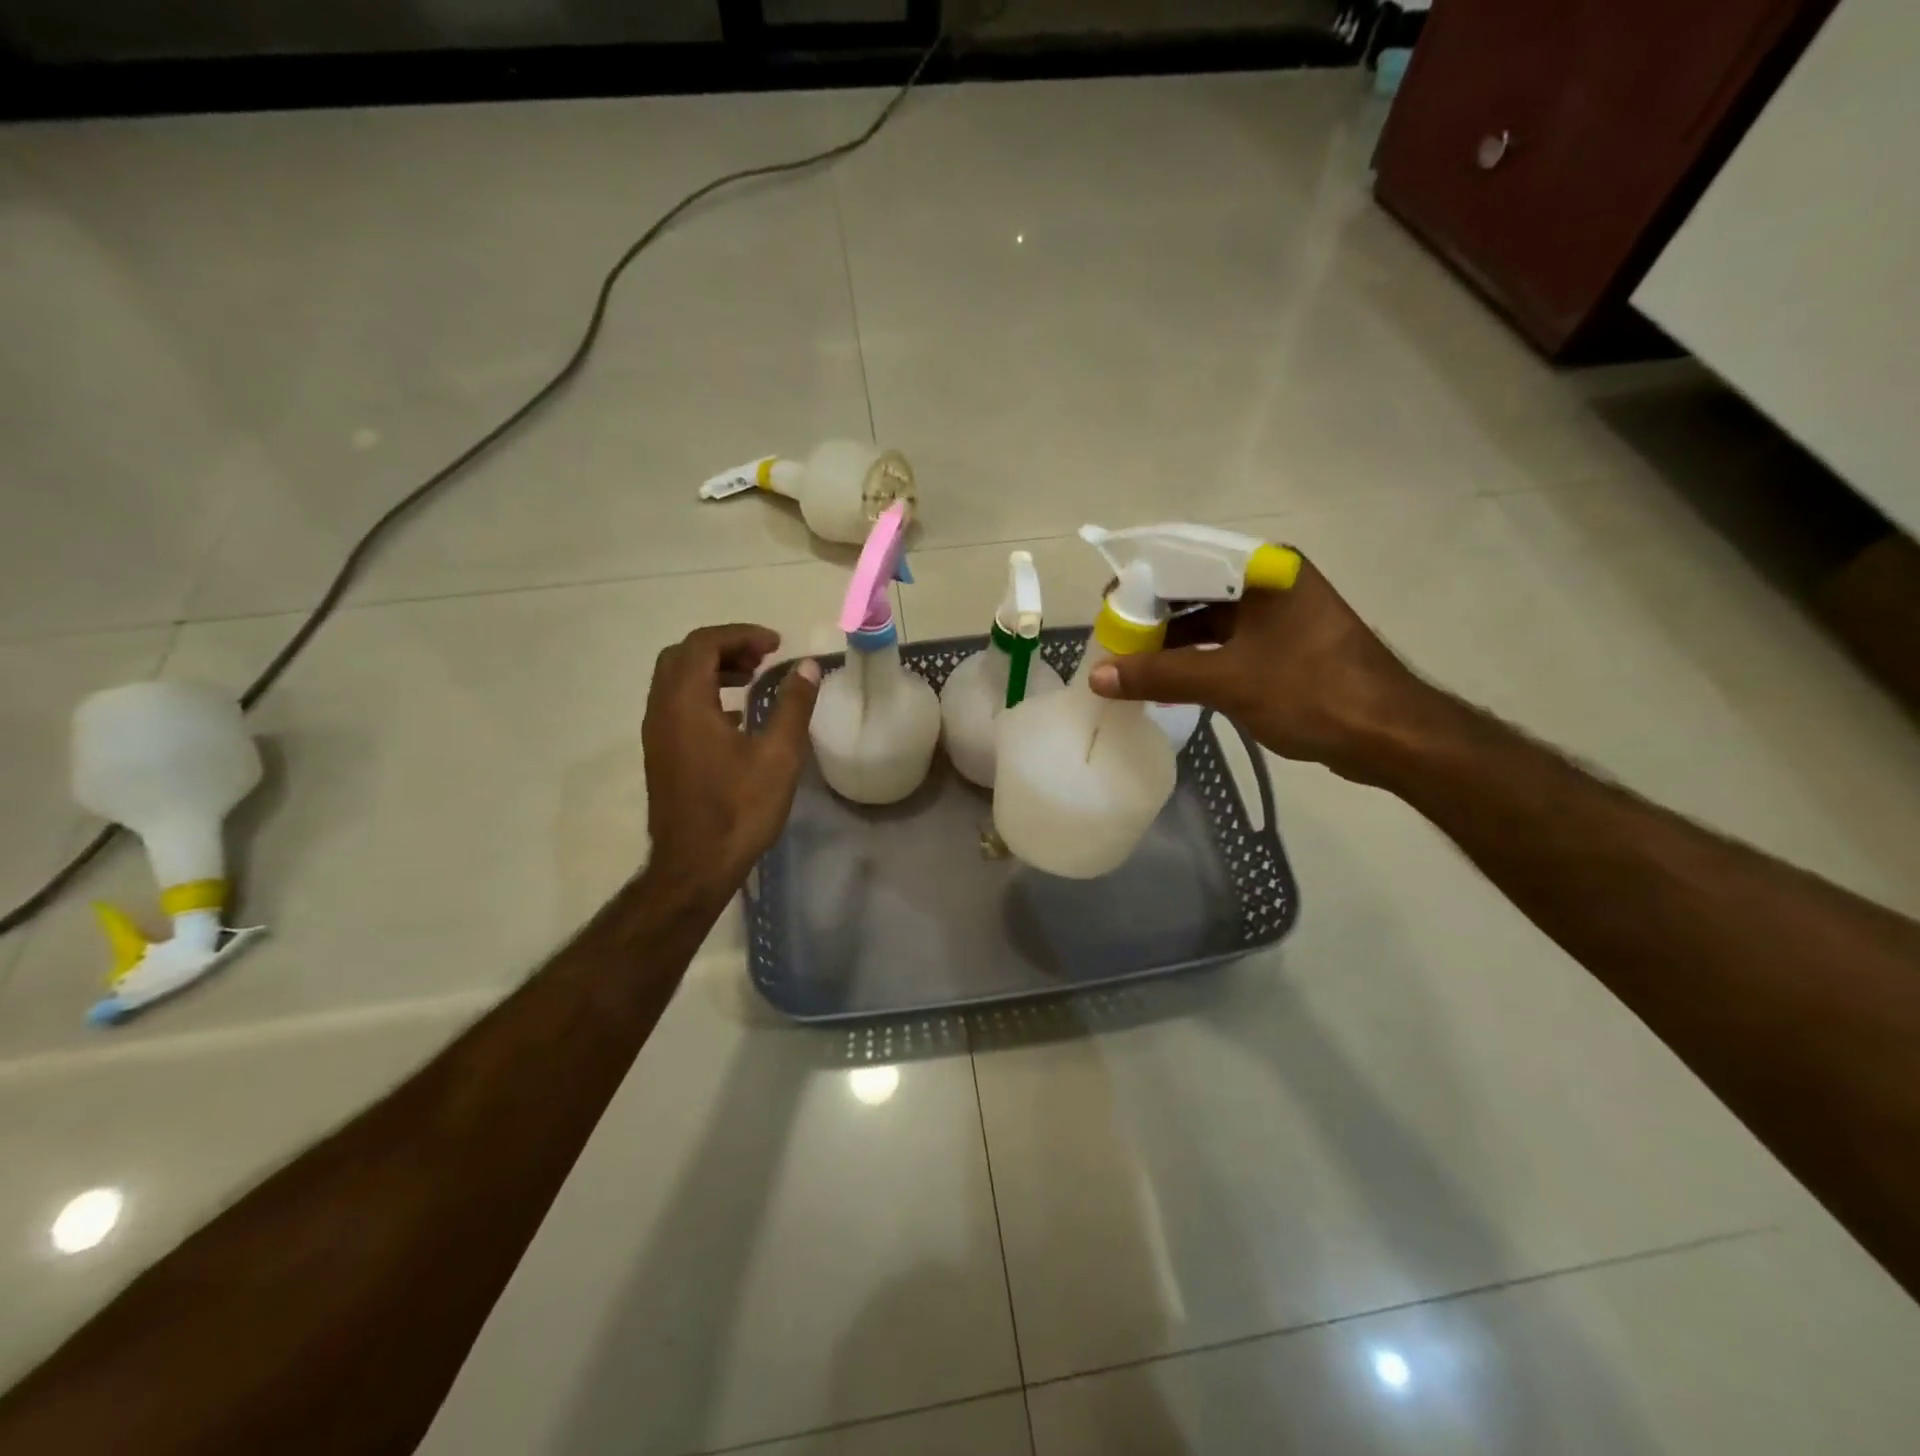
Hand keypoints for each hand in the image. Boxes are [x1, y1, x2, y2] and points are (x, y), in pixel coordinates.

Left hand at [642, 624, 819, 897]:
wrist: (695, 865)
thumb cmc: (739, 809)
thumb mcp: (779, 755)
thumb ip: (793, 705)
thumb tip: (808, 667)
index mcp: (685, 703)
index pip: (704, 644)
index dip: (741, 635)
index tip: (776, 644)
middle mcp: (662, 710)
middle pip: (683, 655)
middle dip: (724, 647)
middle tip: (762, 658)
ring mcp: (656, 733)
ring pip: (676, 680)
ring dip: (712, 669)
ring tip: (751, 679)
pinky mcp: (660, 753)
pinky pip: (676, 704)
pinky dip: (703, 693)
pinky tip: (735, 717)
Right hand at [1088, 555, 1429, 781]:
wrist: (1389, 735)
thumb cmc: (1311, 691)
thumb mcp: (1229, 680)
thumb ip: (1160, 675)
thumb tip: (1099, 676)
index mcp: (1263, 569)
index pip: (1186, 560)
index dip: (1141, 582)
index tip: (1107, 607)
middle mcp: (1270, 583)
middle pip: (1195, 590)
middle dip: (1152, 616)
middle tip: (1114, 640)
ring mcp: (1278, 617)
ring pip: (1209, 620)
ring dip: (1171, 642)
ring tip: (1131, 664)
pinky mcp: (1282, 647)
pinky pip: (1225, 644)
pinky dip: (1194, 659)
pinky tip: (1167, 679)